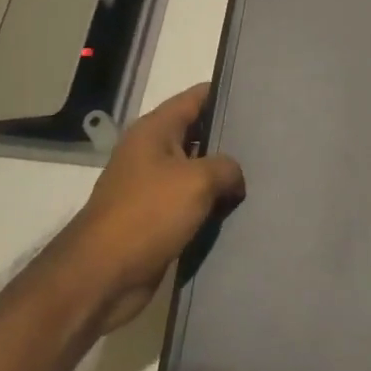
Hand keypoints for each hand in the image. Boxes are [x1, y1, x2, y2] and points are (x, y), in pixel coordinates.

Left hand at [65, 83, 244, 332]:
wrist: (102, 276)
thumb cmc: (148, 214)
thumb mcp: (198, 181)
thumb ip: (227, 167)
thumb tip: (234, 178)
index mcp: (155, 129)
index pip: (197, 96)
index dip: (226, 93)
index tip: (259, 97)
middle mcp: (151, 150)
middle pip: (197, 132)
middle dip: (229, 136)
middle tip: (269, 138)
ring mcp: (151, 184)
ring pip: (196, 169)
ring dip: (222, 175)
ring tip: (261, 174)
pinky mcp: (154, 217)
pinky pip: (190, 201)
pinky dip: (210, 203)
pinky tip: (238, 208)